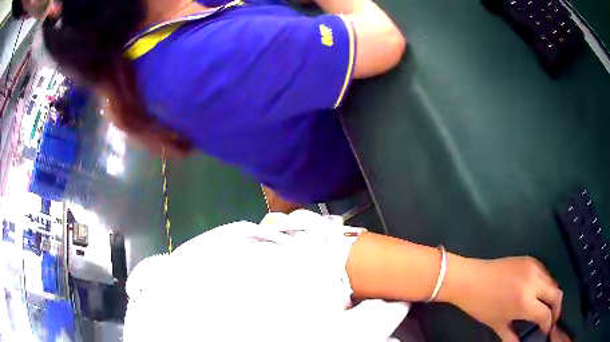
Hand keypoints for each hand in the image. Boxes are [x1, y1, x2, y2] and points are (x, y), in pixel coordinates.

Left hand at [439, 256, 562, 341]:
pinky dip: (547, 283)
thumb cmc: (482, 306)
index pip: (546, 313)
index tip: (548, 330)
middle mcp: (534, 282)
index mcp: (525, 302)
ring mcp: (533, 267)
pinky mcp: (530, 258)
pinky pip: (545, 271)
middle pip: (556, 293)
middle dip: (557, 307)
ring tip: (548, 307)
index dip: (549, 323)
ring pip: (553, 281)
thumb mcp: (498, 324)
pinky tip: (540, 292)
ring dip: (553, 295)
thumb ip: (511, 337)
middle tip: (553, 318)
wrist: (470, 279)